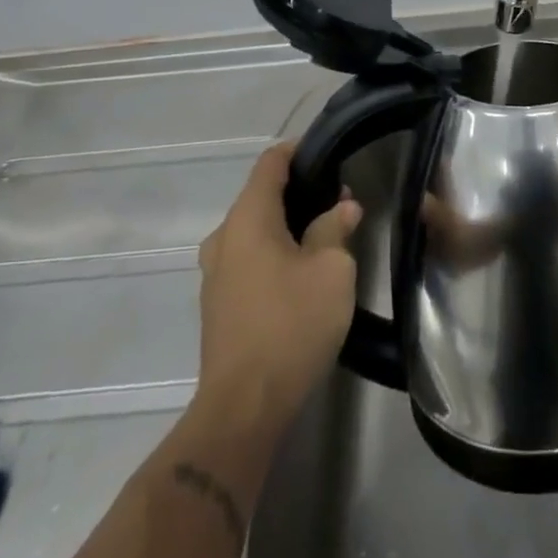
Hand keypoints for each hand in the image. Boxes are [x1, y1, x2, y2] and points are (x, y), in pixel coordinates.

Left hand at [195, 141, 361, 430]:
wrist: (244, 407)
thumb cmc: (292, 324)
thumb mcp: (331, 270)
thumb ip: (335, 228)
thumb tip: (342, 206)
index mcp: (248, 218)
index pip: (270, 162)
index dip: (300, 150)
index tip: (331, 152)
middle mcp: (224, 237)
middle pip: (261, 196)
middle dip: (299, 190)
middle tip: (339, 198)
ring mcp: (216, 273)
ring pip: (255, 229)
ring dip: (288, 224)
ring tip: (327, 232)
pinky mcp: (219, 303)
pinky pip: (248, 257)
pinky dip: (274, 250)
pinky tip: (303, 268)